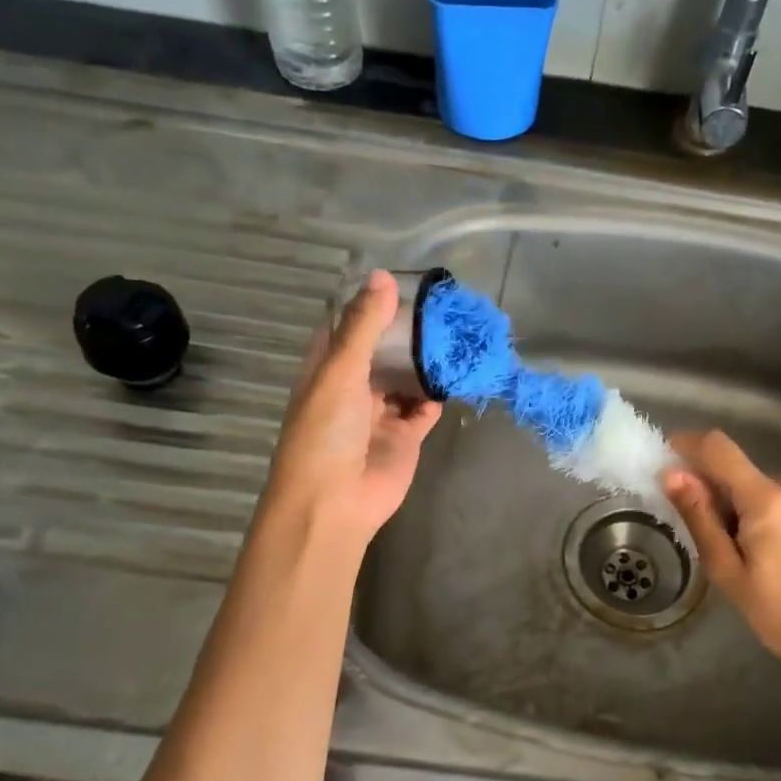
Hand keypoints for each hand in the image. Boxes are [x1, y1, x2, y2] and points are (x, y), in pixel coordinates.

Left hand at [259, 270, 441, 552]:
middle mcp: (352, 387)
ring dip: (424, 360)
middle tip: (439, 303)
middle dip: (405, 330)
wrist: (335, 503)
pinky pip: (424, 408)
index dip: (367, 303)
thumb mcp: (340, 372)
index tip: (398, 279)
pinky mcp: (405, 437)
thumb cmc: (326, 433)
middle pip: (381, 350)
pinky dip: (437, 394)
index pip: (345, 326)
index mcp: (326, 369)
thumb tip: (384, 276)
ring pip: (405, 378)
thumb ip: (364, 327)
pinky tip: (455, 373)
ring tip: (453, 331)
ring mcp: (380, 413)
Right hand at [661, 430, 780, 689]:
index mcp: (767, 499)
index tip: (668, 458)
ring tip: (748, 553)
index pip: (720, 449)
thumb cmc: (776, 612)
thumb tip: (672, 475)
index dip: (689, 445)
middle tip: (713, 538)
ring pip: (765, 489)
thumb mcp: (726, 570)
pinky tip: (777, 555)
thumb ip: (699, 517)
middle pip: (742, 473)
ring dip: (746, 507)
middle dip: (718, 493)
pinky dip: (772, 516)